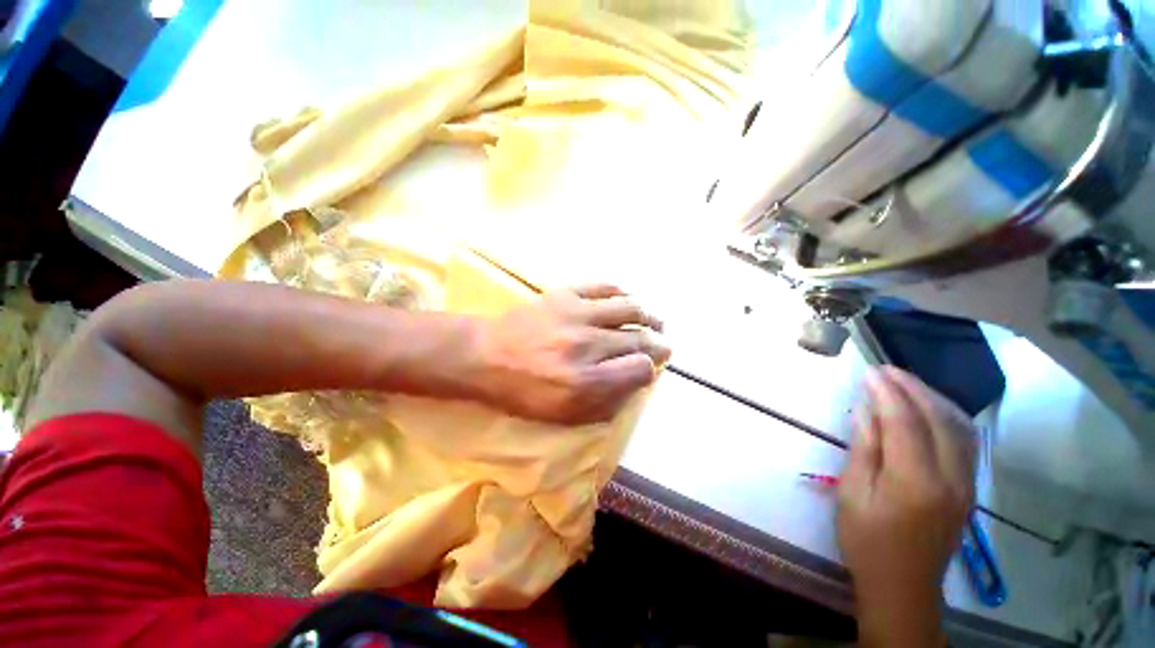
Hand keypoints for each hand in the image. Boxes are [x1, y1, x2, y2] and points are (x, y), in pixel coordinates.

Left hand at [470, 284, 669, 424]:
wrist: (485, 355)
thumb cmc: (522, 391)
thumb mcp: (561, 415)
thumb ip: (603, 404)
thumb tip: (633, 384)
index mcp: (586, 381)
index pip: (639, 369)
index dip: (649, 370)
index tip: (649, 369)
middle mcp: (588, 345)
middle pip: (639, 338)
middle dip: (658, 344)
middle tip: (663, 345)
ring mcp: (578, 314)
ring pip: (630, 308)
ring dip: (649, 316)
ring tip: (654, 322)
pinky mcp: (567, 294)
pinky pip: (606, 287)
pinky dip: (624, 294)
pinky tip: (629, 301)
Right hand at [837, 367, 976, 647]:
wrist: (903, 587)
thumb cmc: (867, 542)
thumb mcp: (852, 494)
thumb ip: (864, 450)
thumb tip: (865, 411)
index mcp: (916, 482)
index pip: (905, 423)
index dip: (887, 393)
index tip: (869, 372)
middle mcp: (951, 479)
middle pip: (938, 419)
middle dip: (912, 388)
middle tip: (885, 370)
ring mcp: (966, 484)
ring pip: (959, 427)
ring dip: (932, 398)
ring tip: (905, 382)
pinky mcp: (969, 489)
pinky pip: (966, 441)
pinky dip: (947, 416)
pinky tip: (931, 407)